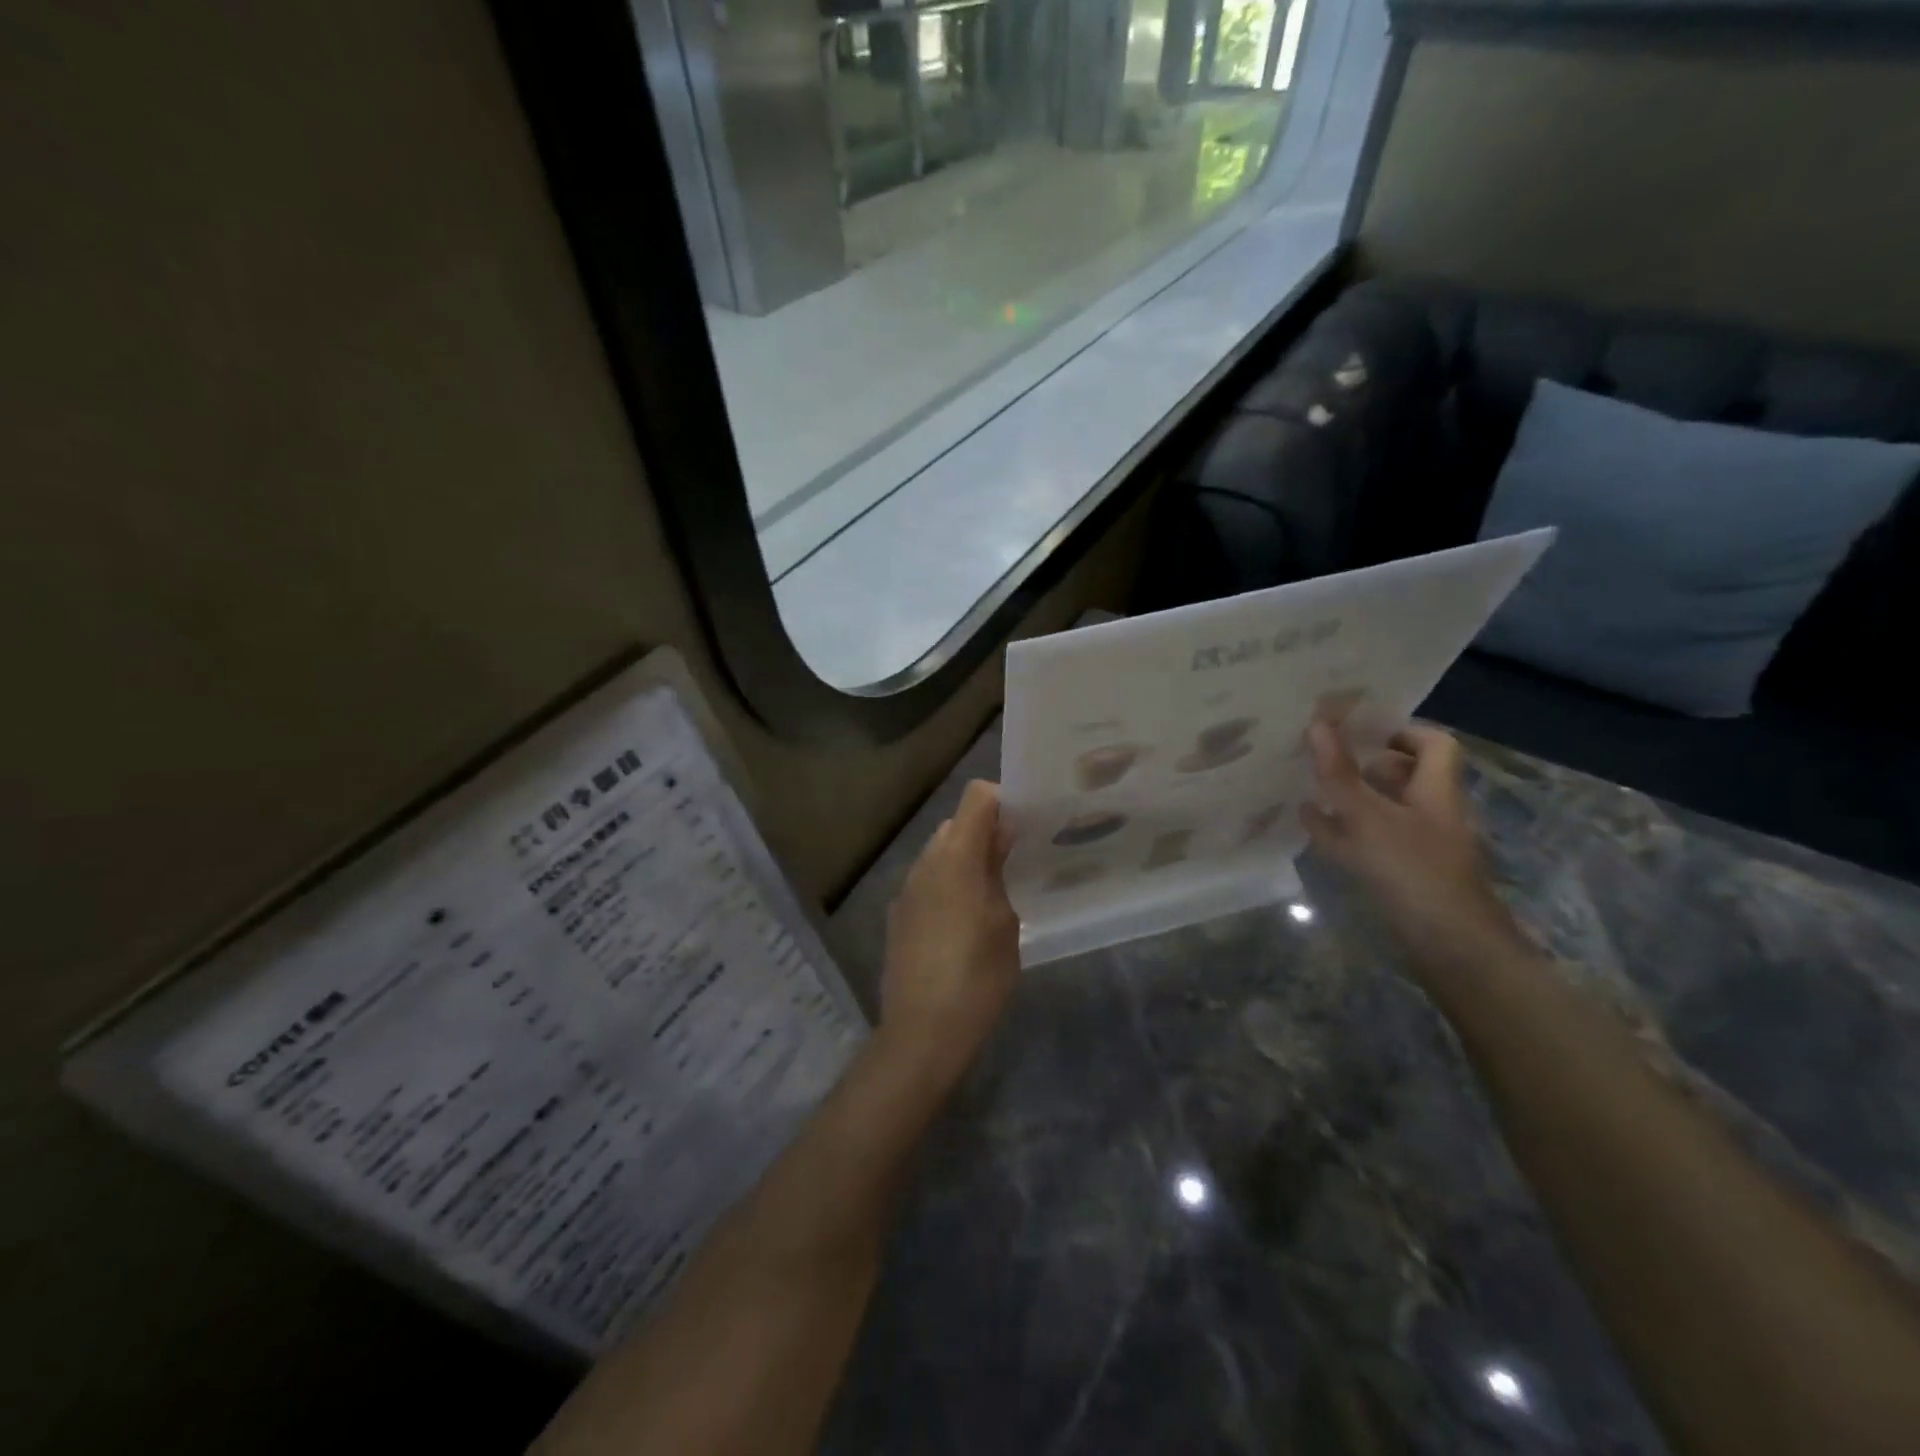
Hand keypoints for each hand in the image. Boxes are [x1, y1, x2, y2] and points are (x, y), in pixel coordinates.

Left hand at [877, 780, 1020, 1091]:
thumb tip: (1001, 836)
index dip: (1003, 801)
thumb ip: (1000, 871)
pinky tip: (963, 921)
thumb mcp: (1005, 922)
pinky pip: (927, 882)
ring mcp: (906, 889)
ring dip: (965, 859)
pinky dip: (947, 884)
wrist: (922, 1032)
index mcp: (955, 857)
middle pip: (956, 824)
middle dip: (985, 832)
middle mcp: (925, 863)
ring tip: (992, 891)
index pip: (977, 797)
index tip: (1026, 824)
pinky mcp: (898, 915)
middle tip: (1015, 860)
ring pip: (939, 853)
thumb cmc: (977, 976)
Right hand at [1300, 721, 1523, 977]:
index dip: (1401, 731)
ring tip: (1309, 784)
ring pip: (1384, 809)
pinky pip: (1370, 842)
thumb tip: (1317, 723)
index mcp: (1436, 792)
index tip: (1358, 727)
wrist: (1450, 950)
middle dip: (1365, 763)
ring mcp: (1418, 847)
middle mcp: (1432, 814)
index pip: (1434, 744)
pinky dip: (1342, 831)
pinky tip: (1312, 827)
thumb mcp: (1368, 817)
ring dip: (1351, 796)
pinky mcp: (1403, 875)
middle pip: (1405, 776)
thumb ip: (1340, 773)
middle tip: (1323, 753)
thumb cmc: (1413, 872)